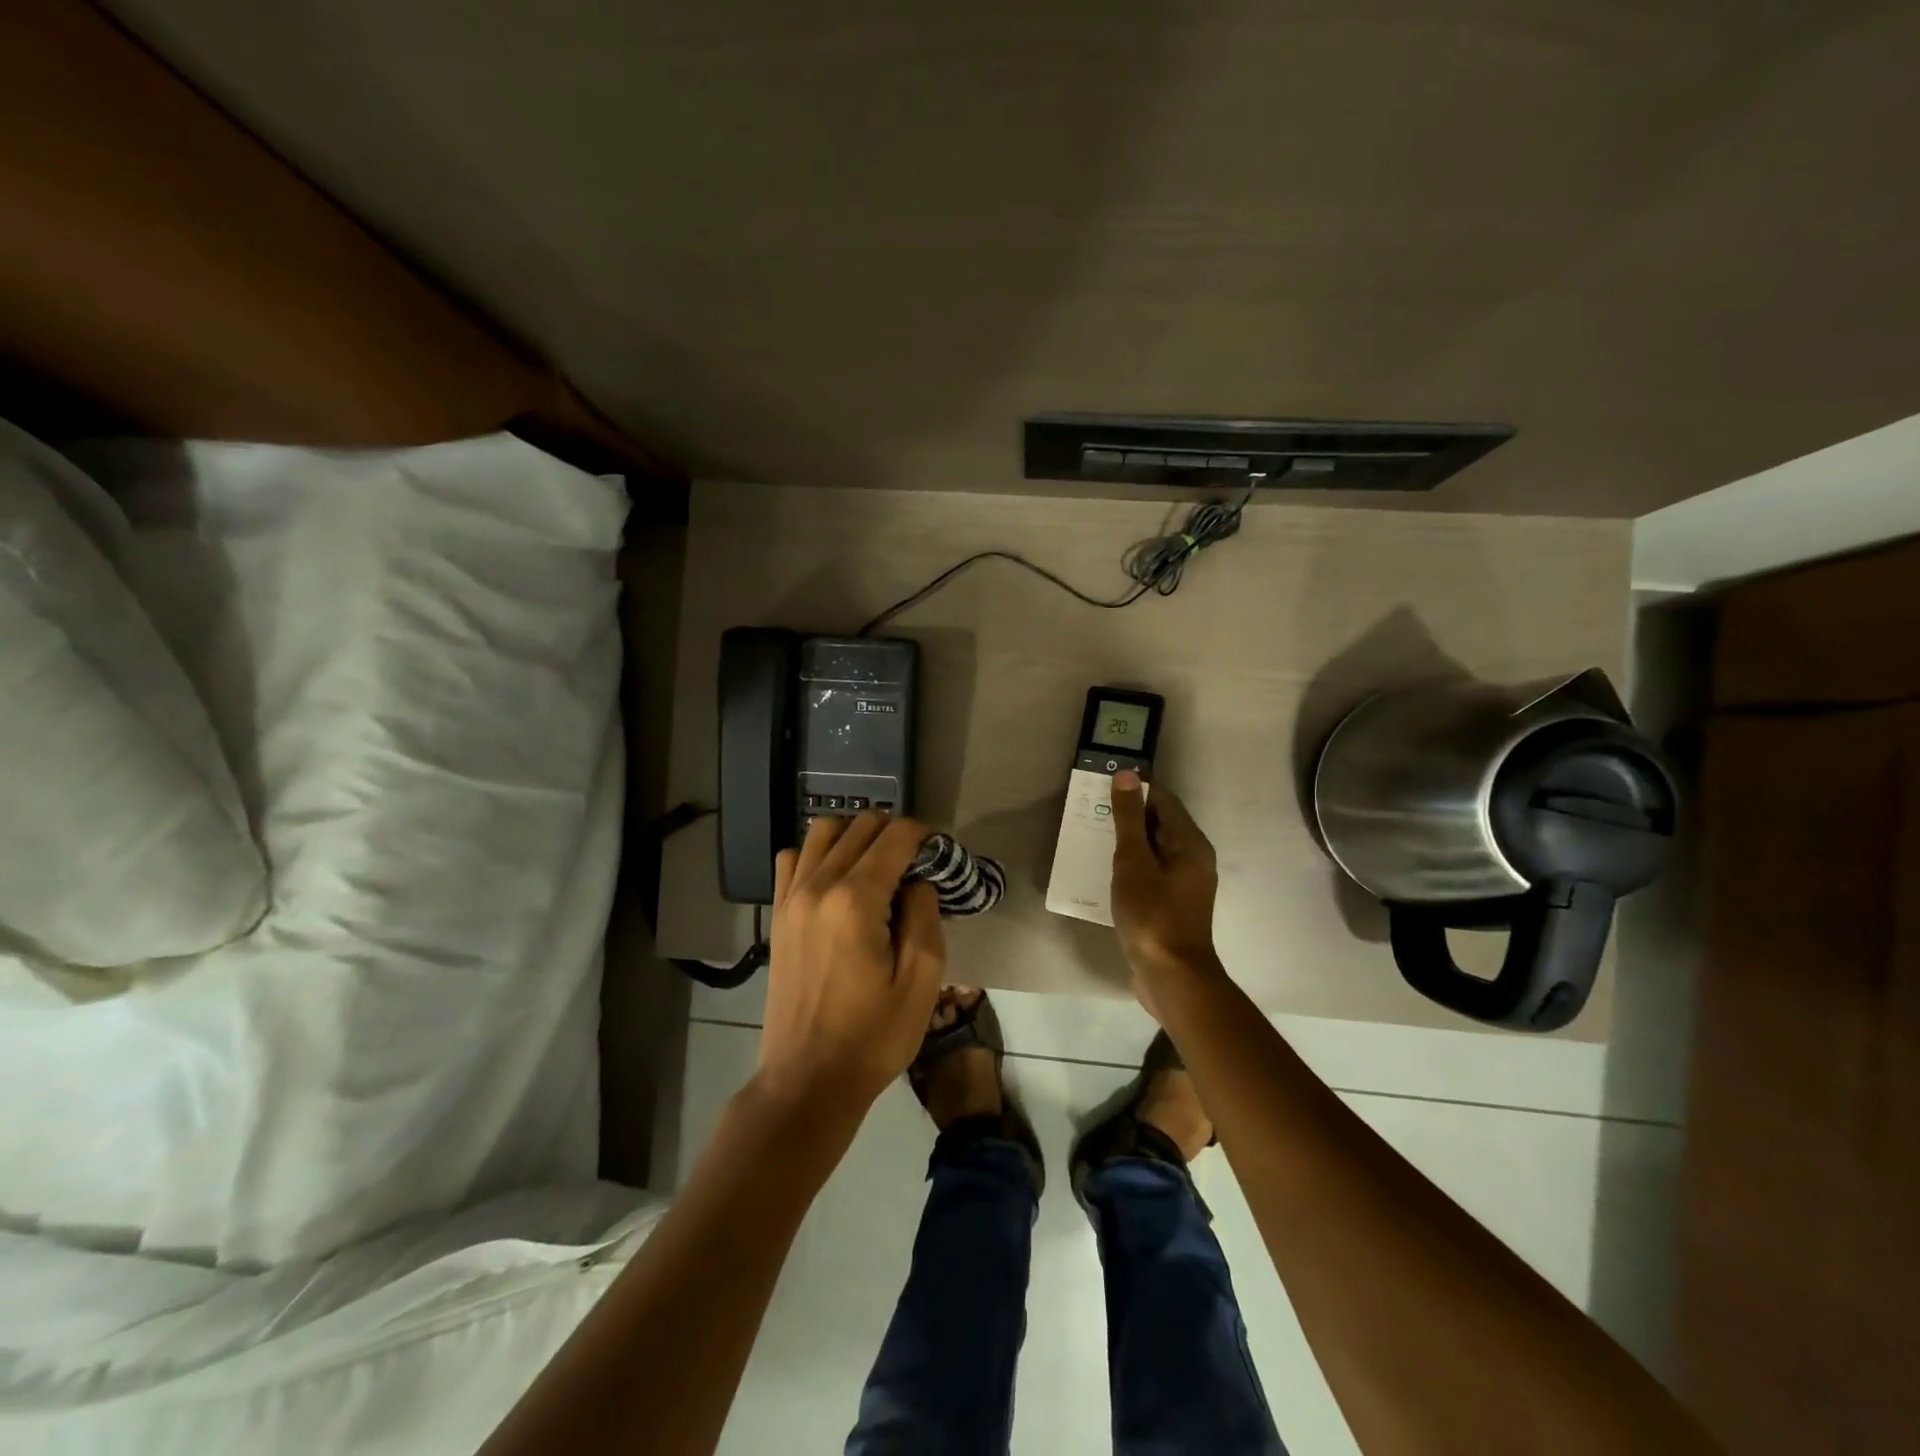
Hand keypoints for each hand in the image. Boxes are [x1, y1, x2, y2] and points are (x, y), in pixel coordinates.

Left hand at [759, 813, 945, 1135]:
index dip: (923, 835)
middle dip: (894, 834)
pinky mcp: (778, 913)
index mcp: (856, 901)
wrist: (807, 1080)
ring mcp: (791, 897)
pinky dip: (818, 854)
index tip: (939, 852)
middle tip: (916, 864)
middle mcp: (818, 886)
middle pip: (860, 826)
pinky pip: (793, 858)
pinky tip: (837, 882)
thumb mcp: (921, 982)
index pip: (894, 837)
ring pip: (823, 832)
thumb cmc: (872, 1037)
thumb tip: (917, 882)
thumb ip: (925, 916)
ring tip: (877, 868)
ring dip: (855, 837)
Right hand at [1109, 769, 1222, 1016]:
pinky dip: (1129, 867)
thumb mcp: (1134, 862)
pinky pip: (1149, 873)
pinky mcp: (1170, 905)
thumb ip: (1128, 819)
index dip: (1134, 791)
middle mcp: (1192, 859)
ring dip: (1125, 843)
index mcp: (1190, 844)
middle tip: (1089, 813)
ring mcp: (1182, 884)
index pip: (1163, 801)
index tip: (1101, 790)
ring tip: (1090, 839)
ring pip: (1152, 850)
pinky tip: (1104, 872)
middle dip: (1126, 817)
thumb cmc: (1152, 915)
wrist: (1170, 976)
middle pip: (1158, 824)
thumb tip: (1127, 775)